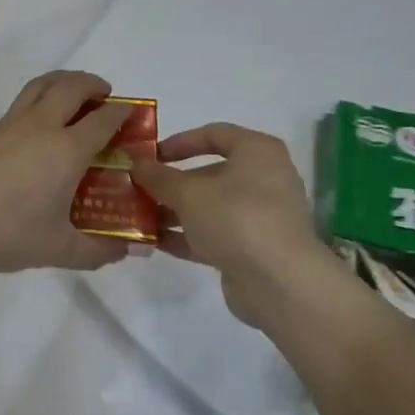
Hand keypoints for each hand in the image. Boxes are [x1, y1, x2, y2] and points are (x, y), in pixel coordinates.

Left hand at [0, 71, 136, 274]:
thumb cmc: (5, 234)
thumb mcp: (58, 249)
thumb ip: (97, 250)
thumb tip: (128, 251)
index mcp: (66, 149)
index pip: (103, 119)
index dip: (123, 113)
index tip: (134, 116)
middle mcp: (40, 127)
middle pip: (70, 86)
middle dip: (93, 84)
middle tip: (105, 95)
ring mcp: (8, 126)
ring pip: (39, 86)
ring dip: (62, 83)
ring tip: (72, 98)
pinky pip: (19, 106)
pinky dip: (37, 104)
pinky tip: (35, 134)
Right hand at [131, 123, 337, 326]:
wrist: (278, 280)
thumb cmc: (235, 217)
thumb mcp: (189, 193)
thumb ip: (159, 177)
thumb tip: (137, 164)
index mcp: (257, 152)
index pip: (214, 134)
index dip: (179, 142)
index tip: (150, 156)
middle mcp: (263, 179)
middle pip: (210, 173)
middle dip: (171, 183)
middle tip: (138, 190)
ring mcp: (259, 216)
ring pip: (209, 207)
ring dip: (174, 211)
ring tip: (139, 217)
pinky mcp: (252, 248)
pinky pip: (214, 235)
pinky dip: (186, 236)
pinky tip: (154, 242)